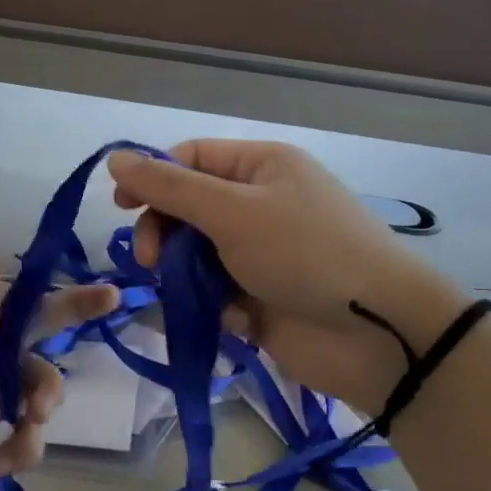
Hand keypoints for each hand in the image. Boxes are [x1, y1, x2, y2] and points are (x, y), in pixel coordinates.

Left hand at [0, 240, 116, 490]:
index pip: (10, 308)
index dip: (56, 299)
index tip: (106, 296)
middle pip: (24, 350)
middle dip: (54, 354)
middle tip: (105, 346)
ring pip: (29, 395)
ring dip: (36, 409)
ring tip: (25, 433)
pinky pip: (23, 436)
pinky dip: (21, 448)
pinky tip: (3, 469)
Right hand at [109, 141, 465, 414]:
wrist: (376, 332)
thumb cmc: (304, 252)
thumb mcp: (232, 211)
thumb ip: (168, 188)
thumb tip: (114, 158)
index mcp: (261, 166)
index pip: (190, 159)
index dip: (152, 178)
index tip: (120, 208)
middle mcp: (261, 203)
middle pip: (189, 209)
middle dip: (164, 233)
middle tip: (151, 261)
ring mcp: (263, 253)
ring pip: (198, 255)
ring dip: (186, 274)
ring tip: (195, 296)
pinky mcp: (264, 298)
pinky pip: (219, 293)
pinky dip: (217, 306)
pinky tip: (234, 319)